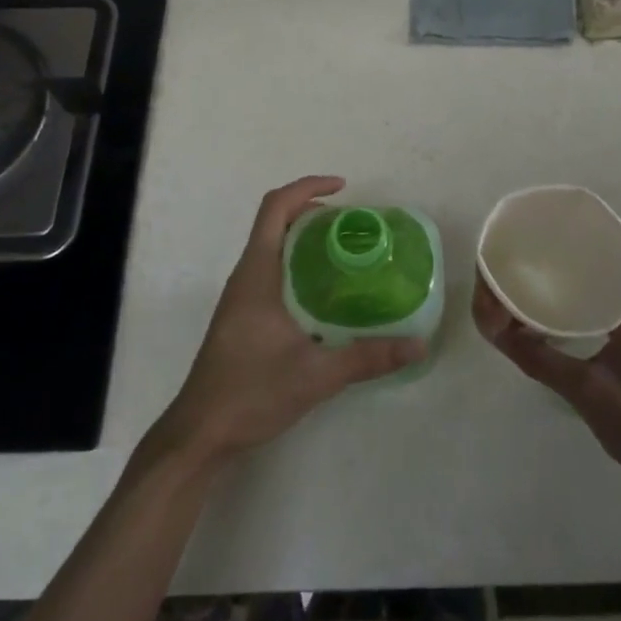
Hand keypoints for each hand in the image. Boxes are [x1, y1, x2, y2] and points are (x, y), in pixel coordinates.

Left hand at [158, 176, 424, 465]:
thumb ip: (368, 357)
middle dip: (314, 212)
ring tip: (349, 254)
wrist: (201, 433)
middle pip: (276, 223)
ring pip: (274, 249)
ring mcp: (242, 297)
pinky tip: (328, 295)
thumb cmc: (250, 391)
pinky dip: (300, 267)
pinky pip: (273, 273)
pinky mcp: (244, 317)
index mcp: (257, 272)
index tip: (344, 189)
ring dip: (307, 240)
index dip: (308, 187)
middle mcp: (246, 276)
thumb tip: (419, 345)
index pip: (275, 208)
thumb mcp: (316, 374)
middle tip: (355, 226)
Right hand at [474, 224, 620, 482]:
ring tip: (553, 266)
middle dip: (593, 241)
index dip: (613, 224)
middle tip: (553, 241)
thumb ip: (541, 361)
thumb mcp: (586, 391)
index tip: (576, 220)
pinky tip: (565, 308)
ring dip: (593, 267)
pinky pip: (618, 303)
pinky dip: (592, 294)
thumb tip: (499, 331)